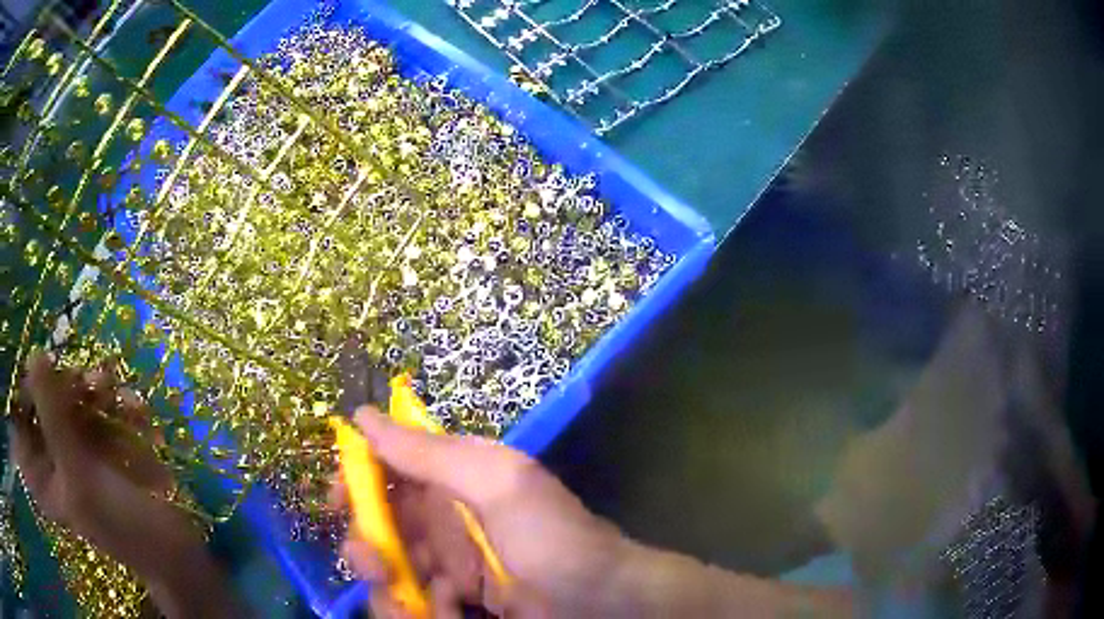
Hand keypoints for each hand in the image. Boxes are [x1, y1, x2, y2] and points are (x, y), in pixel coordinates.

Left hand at [8, 352, 238, 617]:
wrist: (173, 551)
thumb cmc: (120, 526)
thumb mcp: (80, 476)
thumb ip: (52, 416)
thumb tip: (34, 353)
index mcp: (39, 476)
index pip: (18, 418)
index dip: (25, 388)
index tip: (42, 367)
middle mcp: (49, 458)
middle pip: (41, 399)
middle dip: (63, 385)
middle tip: (84, 380)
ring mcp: (73, 449)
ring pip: (68, 397)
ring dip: (92, 389)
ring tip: (111, 388)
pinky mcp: (97, 444)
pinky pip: (96, 407)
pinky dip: (113, 402)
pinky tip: (133, 408)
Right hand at [331, 409, 633, 617]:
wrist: (601, 603)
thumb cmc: (551, 539)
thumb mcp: (497, 484)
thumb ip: (429, 453)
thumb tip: (362, 414)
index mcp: (453, 483)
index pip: (388, 472)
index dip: (356, 483)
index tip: (335, 502)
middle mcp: (444, 524)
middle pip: (379, 529)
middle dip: (368, 548)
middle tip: (376, 565)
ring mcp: (449, 568)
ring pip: (390, 573)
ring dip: (392, 592)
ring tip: (425, 604)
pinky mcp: (455, 603)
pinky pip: (415, 606)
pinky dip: (420, 614)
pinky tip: (452, 614)